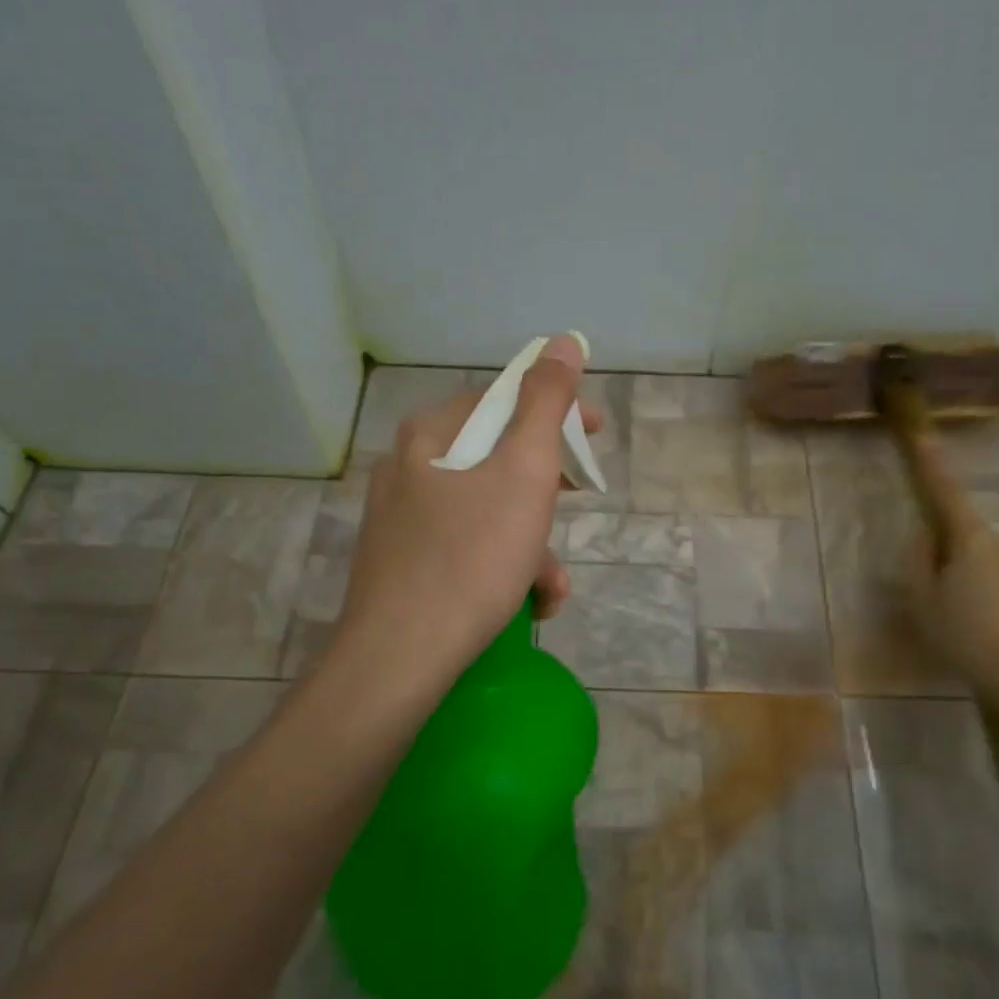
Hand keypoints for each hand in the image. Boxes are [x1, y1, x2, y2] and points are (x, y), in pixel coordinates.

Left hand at [332, 333, 597, 687]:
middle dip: (548, 490)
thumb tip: (564, 341)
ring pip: (487, 511)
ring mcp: (402, 520)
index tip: (597, 434)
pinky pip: (467, 548)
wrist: (401, 657)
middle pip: (497, 458)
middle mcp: (408, 468)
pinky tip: (526, 604)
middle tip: (577, 504)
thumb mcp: (523, 473)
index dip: (557, 412)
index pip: (504, 400)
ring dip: (532, 543)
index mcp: (431, 435)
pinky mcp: (404, 565)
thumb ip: (546, 404)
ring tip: (552, 586)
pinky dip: (503, 567)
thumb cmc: (471, 557)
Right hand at [905, 436, 998, 710]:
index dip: (932, 464)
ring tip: (954, 623)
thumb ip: (919, 562)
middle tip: (928, 592)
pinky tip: (980, 634)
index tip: (923, 435)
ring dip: (964, 580)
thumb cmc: (968, 635)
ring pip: (981, 562)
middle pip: (963, 535)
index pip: (945, 492)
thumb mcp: (924, 601)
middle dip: (943, 553)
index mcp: (970, 538)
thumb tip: (924, 537)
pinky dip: (984, 598)